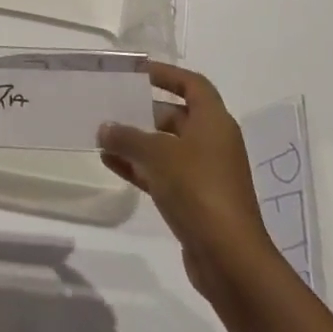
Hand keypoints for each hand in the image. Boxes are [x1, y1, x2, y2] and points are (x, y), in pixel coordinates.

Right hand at [98, 61, 279, 299]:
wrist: (229, 259)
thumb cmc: (198, 189)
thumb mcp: (157, 154)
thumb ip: (127, 137)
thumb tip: (105, 128)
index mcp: (214, 123)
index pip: (192, 85)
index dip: (166, 74)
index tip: (137, 72)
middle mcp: (213, 143)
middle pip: (176, 116)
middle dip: (144, 111)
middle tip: (112, 106)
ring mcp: (205, 174)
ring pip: (167, 147)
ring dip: (137, 142)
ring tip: (103, 136)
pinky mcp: (195, 201)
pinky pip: (163, 173)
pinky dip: (139, 167)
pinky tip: (109, 163)